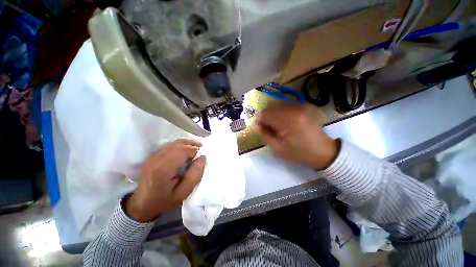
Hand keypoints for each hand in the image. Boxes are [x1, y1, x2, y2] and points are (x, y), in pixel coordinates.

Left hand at [125, 139, 205, 221]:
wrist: (141, 204)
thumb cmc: (163, 201)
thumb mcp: (183, 193)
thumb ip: (194, 176)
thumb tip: (202, 158)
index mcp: (162, 170)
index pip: (182, 151)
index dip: (194, 150)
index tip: (202, 156)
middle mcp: (156, 159)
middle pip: (178, 144)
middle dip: (192, 145)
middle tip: (202, 149)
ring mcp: (153, 157)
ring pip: (174, 143)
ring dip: (187, 144)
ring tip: (196, 148)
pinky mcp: (153, 156)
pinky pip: (170, 146)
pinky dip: (180, 146)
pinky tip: (186, 150)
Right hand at [255, 104, 339, 169]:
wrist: (323, 152)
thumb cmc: (299, 153)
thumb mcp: (277, 148)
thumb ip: (264, 134)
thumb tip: (255, 124)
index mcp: (288, 120)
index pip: (265, 113)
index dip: (260, 121)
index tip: (261, 129)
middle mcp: (294, 109)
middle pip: (271, 109)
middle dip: (267, 119)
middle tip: (271, 130)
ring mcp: (301, 107)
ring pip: (277, 108)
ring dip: (274, 117)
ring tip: (279, 128)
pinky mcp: (304, 107)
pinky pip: (286, 108)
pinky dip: (282, 115)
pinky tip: (286, 124)